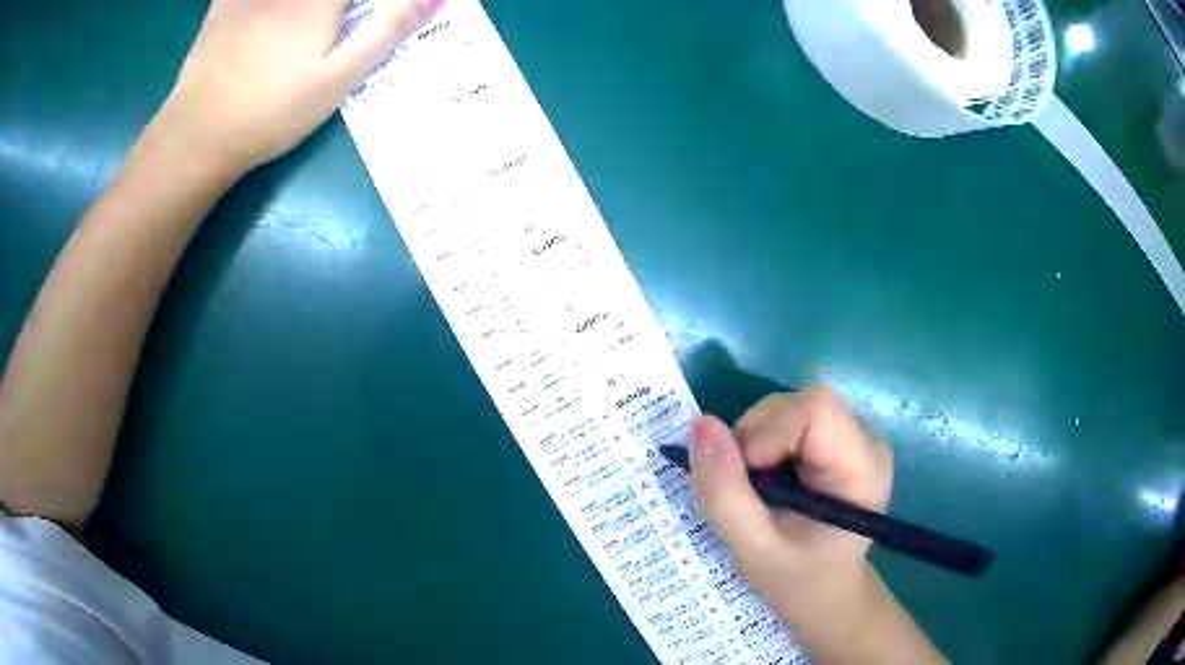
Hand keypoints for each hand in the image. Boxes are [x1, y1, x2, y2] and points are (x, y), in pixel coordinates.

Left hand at [146, 0, 445, 175]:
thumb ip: (388, 29)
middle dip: (342, 3)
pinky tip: (271, 14)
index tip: (377, 11)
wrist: (197, 135)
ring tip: (309, 24)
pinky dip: (264, 1)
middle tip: (341, 18)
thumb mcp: (338, 78)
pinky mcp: (226, 1)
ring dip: (312, 5)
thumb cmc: (271, 112)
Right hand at [690, 387, 893, 617]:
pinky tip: (769, 481)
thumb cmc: (797, 580)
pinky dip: (763, 444)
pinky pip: (789, 419)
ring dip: (755, 442)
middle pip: (800, 404)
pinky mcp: (837, 439)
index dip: (769, 430)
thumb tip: (700, 425)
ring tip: (756, 490)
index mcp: (861, 469)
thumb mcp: (752, 549)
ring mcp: (853, 437)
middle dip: (756, 438)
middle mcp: (865, 441)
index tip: (747, 476)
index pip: (816, 409)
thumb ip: (725, 492)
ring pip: (790, 407)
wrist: (825, 593)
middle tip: (744, 489)